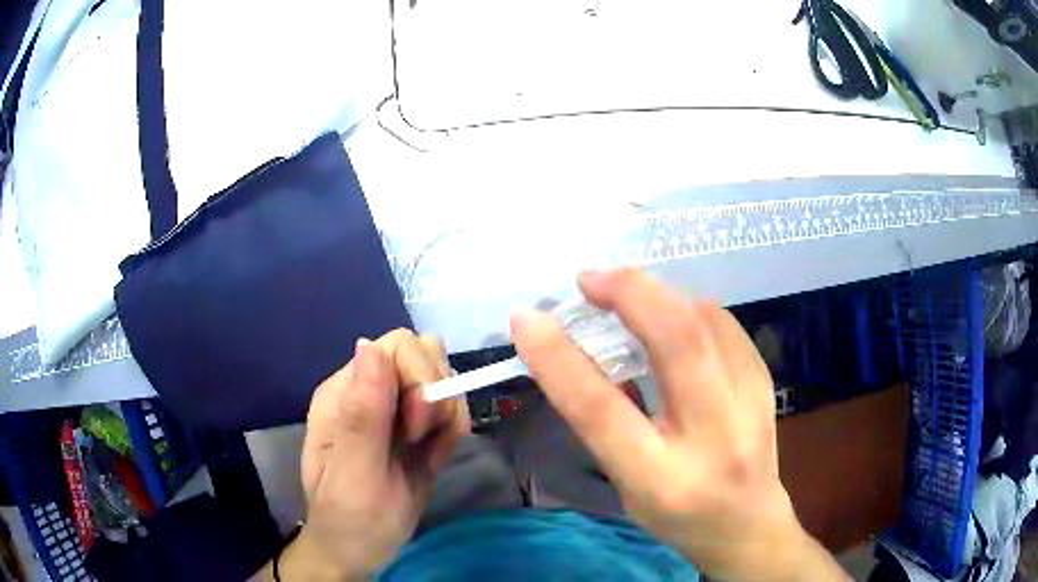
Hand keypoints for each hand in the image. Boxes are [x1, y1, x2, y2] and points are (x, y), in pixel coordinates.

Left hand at [276, 330, 468, 579]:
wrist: (360, 550)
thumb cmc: (350, 518)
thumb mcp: (355, 474)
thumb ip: (363, 414)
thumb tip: (368, 345)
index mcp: (345, 392)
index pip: (396, 347)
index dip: (418, 379)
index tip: (416, 429)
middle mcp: (370, 390)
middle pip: (425, 355)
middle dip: (436, 398)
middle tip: (421, 441)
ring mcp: (394, 408)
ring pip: (443, 378)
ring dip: (447, 416)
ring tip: (427, 453)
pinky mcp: (417, 428)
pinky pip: (451, 409)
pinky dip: (452, 432)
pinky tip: (433, 459)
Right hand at [511, 269, 847, 581]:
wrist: (748, 524)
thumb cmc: (675, 515)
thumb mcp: (625, 486)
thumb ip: (603, 424)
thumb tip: (572, 351)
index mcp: (660, 478)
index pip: (602, 410)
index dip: (558, 358)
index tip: (527, 317)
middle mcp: (712, 436)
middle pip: (677, 343)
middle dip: (628, 294)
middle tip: (588, 280)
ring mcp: (749, 404)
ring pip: (705, 321)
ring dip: (657, 293)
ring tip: (621, 288)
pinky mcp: (764, 382)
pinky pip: (724, 324)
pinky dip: (686, 305)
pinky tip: (666, 308)